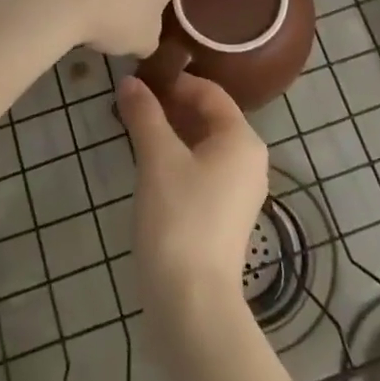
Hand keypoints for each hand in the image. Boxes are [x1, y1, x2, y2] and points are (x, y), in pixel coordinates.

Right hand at [116, 73, 269, 340]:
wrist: (192, 301)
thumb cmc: (179, 218)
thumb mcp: (158, 159)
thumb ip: (145, 115)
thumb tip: (130, 81)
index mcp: (242, 139)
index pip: (210, 93)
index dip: (175, 82)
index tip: (140, 79)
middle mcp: (250, 160)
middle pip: (210, 117)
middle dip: (171, 107)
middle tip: (132, 103)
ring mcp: (240, 190)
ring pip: (205, 145)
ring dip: (172, 133)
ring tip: (135, 129)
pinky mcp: (226, 215)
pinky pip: (204, 170)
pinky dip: (179, 158)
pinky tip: (149, 165)